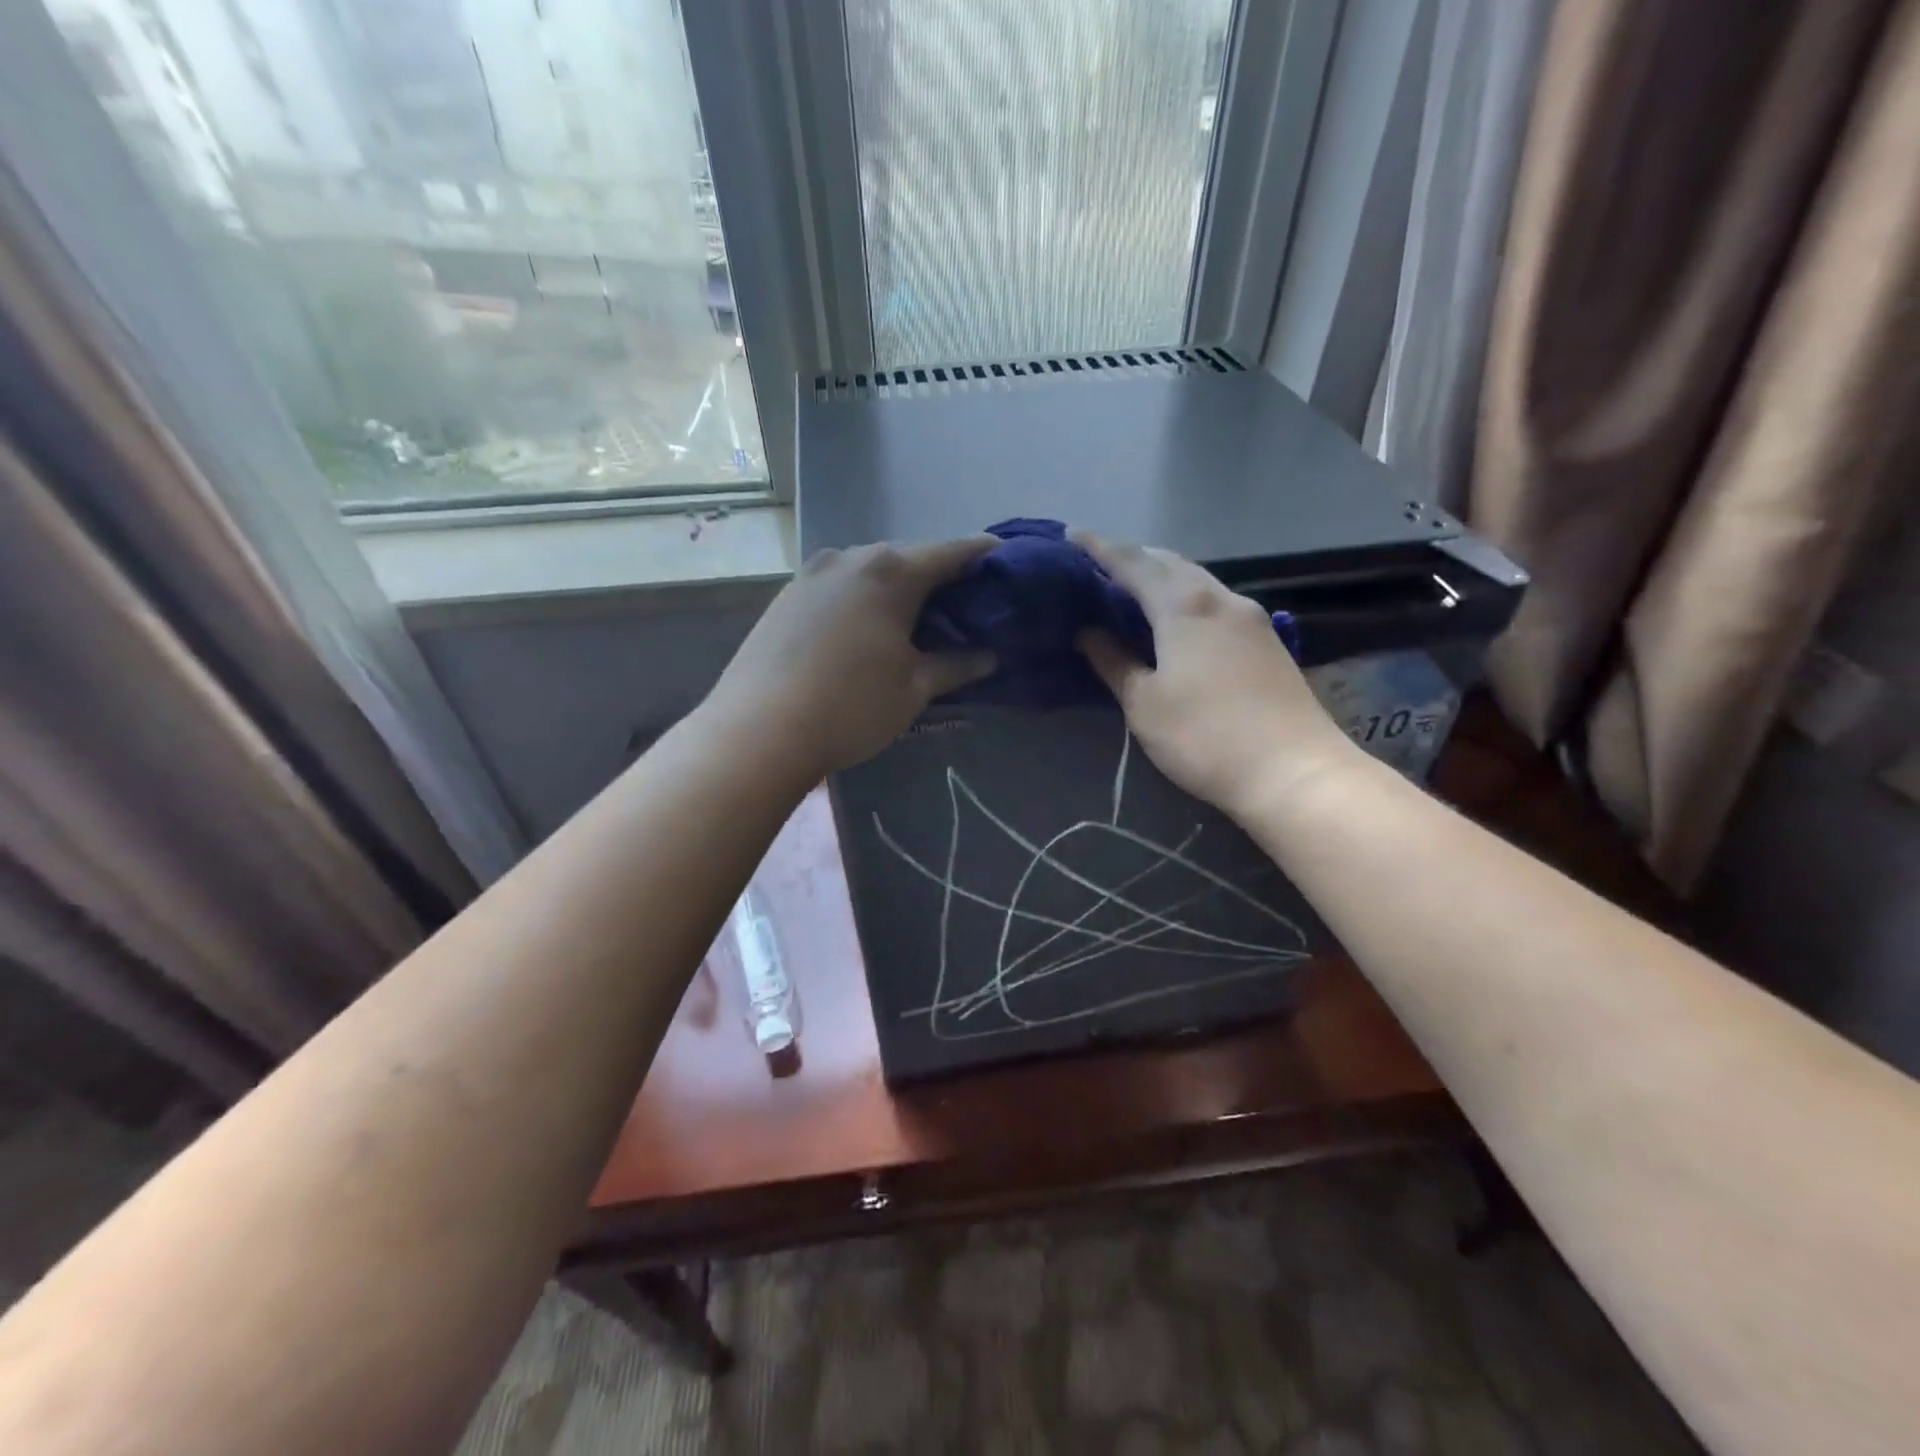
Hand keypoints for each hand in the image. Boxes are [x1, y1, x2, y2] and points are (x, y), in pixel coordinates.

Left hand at [707, 537, 997, 779]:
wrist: (758, 729)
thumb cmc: (851, 706)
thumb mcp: (914, 689)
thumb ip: (957, 665)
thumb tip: (990, 655)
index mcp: (892, 572)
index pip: (953, 552)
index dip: (985, 556)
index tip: (1007, 565)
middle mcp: (851, 557)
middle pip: (910, 558)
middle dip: (939, 577)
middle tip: (964, 606)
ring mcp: (813, 572)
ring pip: (870, 571)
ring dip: (897, 589)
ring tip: (915, 620)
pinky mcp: (786, 594)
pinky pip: (839, 586)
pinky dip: (862, 599)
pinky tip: (865, 630)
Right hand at [1073, 532, 1355, 814]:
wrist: (1294, 770)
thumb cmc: (1204, 737)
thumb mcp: (1144, 703)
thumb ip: (1113, 661)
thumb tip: (1087, 632)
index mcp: (1184, 605)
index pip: (1133, 563)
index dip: (1099, 548)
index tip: (1071, 536)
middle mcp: (1219, 597)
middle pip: (1170, 563)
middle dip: (1133, 557)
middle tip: (1099, 563)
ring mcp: (1250, 616)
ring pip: (1197, 580)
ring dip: (1163, 575)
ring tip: (1133, 587)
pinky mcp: (1267, 639)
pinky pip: (1215, 600)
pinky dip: (1186, 596)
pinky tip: (1177, 616)